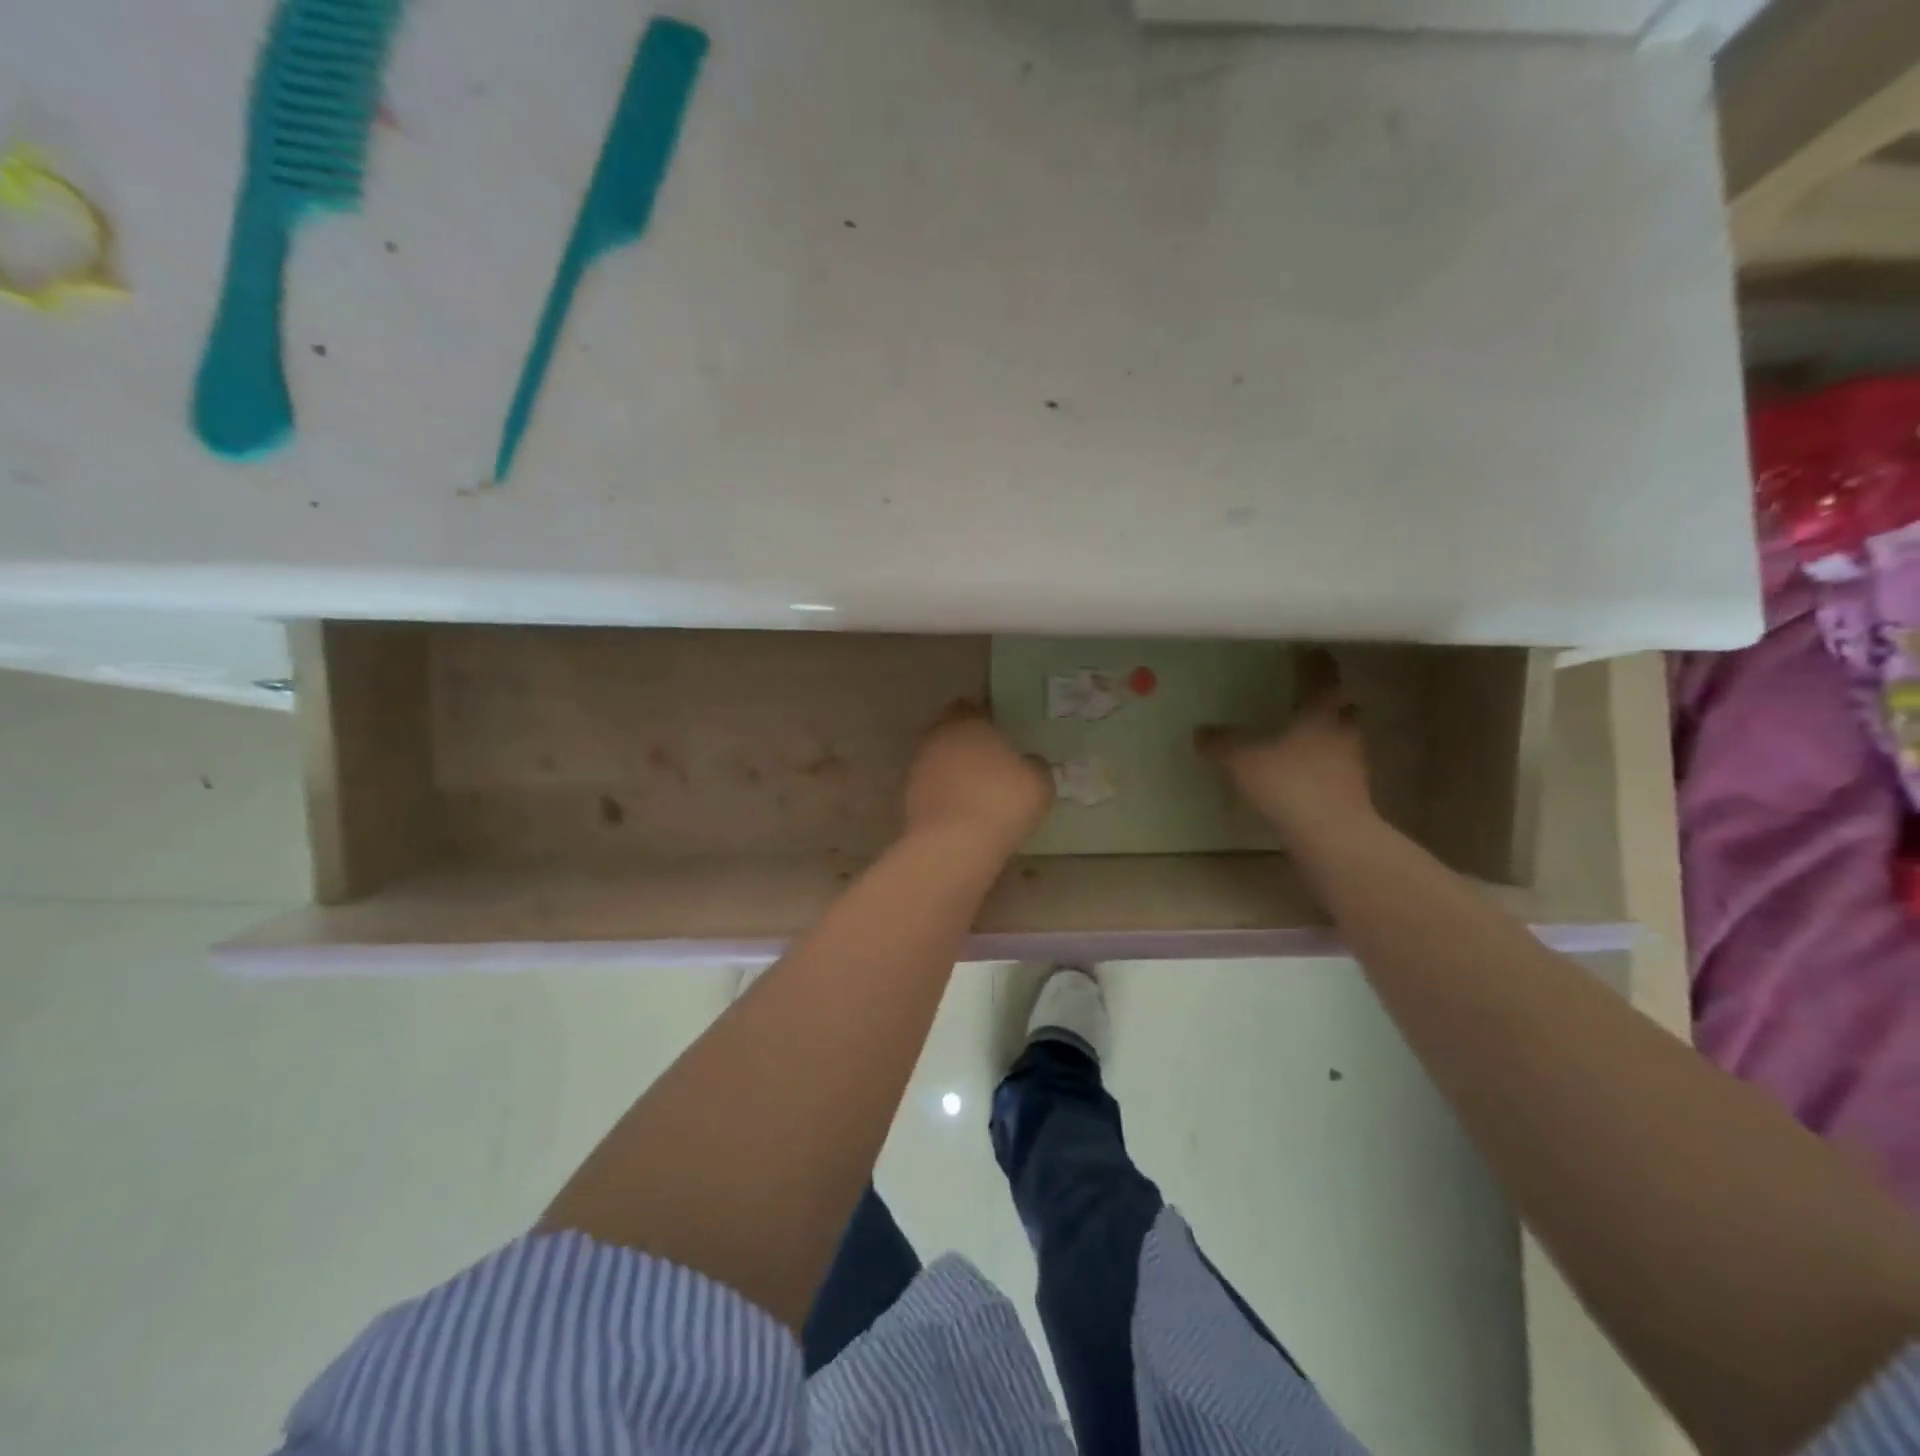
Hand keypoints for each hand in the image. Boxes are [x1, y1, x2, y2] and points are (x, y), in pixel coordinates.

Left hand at [904, 702, 1052, 856]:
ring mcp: (918, 770)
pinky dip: (946, 794)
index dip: (984, 715)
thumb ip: (1035, 765)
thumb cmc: (1002, 801)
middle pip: (950, 732)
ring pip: (938, 761)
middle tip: (989, 756)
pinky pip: (934, 789)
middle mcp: (937, 739)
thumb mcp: (1038, 782)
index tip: (998, 726)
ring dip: (954, 770)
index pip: (971, 707)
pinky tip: (964, 810)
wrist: (954, 845)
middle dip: (966, 741)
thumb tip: (1030, 762)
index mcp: (967, 723)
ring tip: (977, 787)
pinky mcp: (909, 800)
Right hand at [1195, 650, 1374, 837]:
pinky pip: (1337, 772)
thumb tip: (1201, 731)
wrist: (1331, 837)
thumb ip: (1222, 743)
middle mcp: (1342, 734)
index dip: (1318, 665)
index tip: (1313, 652)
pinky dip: (1323, 768)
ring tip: (1302, 739)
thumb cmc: (1289, 784)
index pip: (1324, 679)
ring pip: (1343, 742)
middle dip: (1331, 704)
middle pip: (1344, 710)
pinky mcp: (1351, 796)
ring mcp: (1352, 767)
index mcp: (1321, 714)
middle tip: (1310, 700)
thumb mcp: (1242, 760)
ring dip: (1329, 737)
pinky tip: (1302, 776)